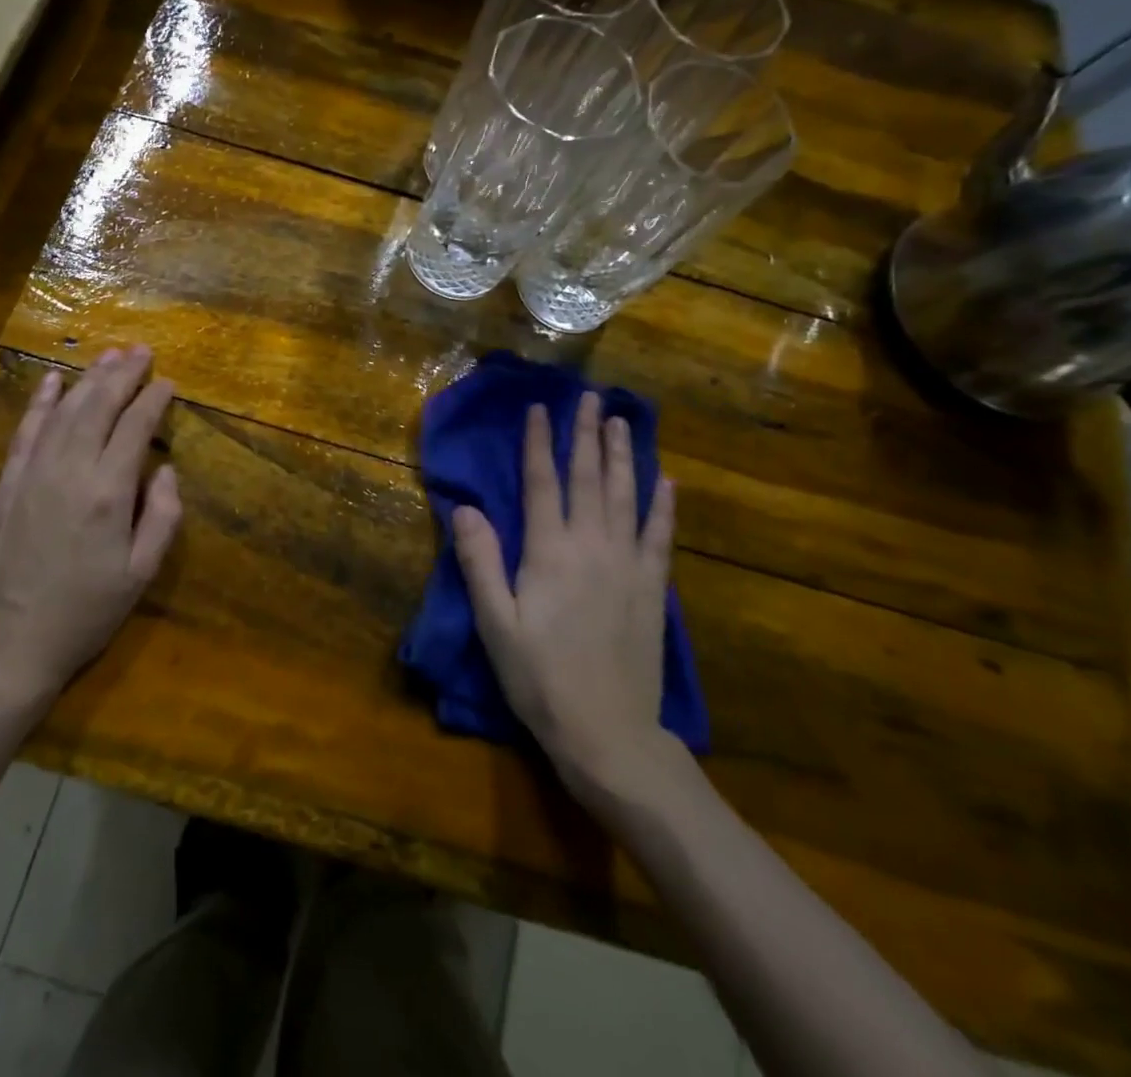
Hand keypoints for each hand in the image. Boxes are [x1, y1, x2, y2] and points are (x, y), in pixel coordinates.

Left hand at [0, 346, 181, 717]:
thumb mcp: (140, 575)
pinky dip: (40, 402)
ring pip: (63, 410)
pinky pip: (25, 431)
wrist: (4, 649)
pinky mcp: (5, 485)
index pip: (135, 427)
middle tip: (142, 350)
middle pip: (98, 406)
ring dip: (88, 378)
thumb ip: (162, 517)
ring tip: (109, 355)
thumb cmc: (83, 615)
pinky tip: (51, 381)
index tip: (168, 382)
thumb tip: (164, 469)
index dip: (153, 400)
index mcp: (107, 492)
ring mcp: (31, 474)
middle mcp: (68, 470)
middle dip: (123, 374)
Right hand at [453, 394, 678, 798]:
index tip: (540, 408)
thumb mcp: (495, 623)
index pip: (542, 483)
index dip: (539, 443)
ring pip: (625, 496)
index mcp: (549, 552)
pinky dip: (663, 505)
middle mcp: (592, 546)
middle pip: (588, 478)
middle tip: (591, 397)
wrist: (608, 733)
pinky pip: (660, 536)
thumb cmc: (540, 678)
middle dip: (587, 434)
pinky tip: (666, 481)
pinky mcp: (652, 588)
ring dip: (623, 456)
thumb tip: (464, 508)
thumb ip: (480, 562)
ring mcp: (628, 565)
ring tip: (622, 422)